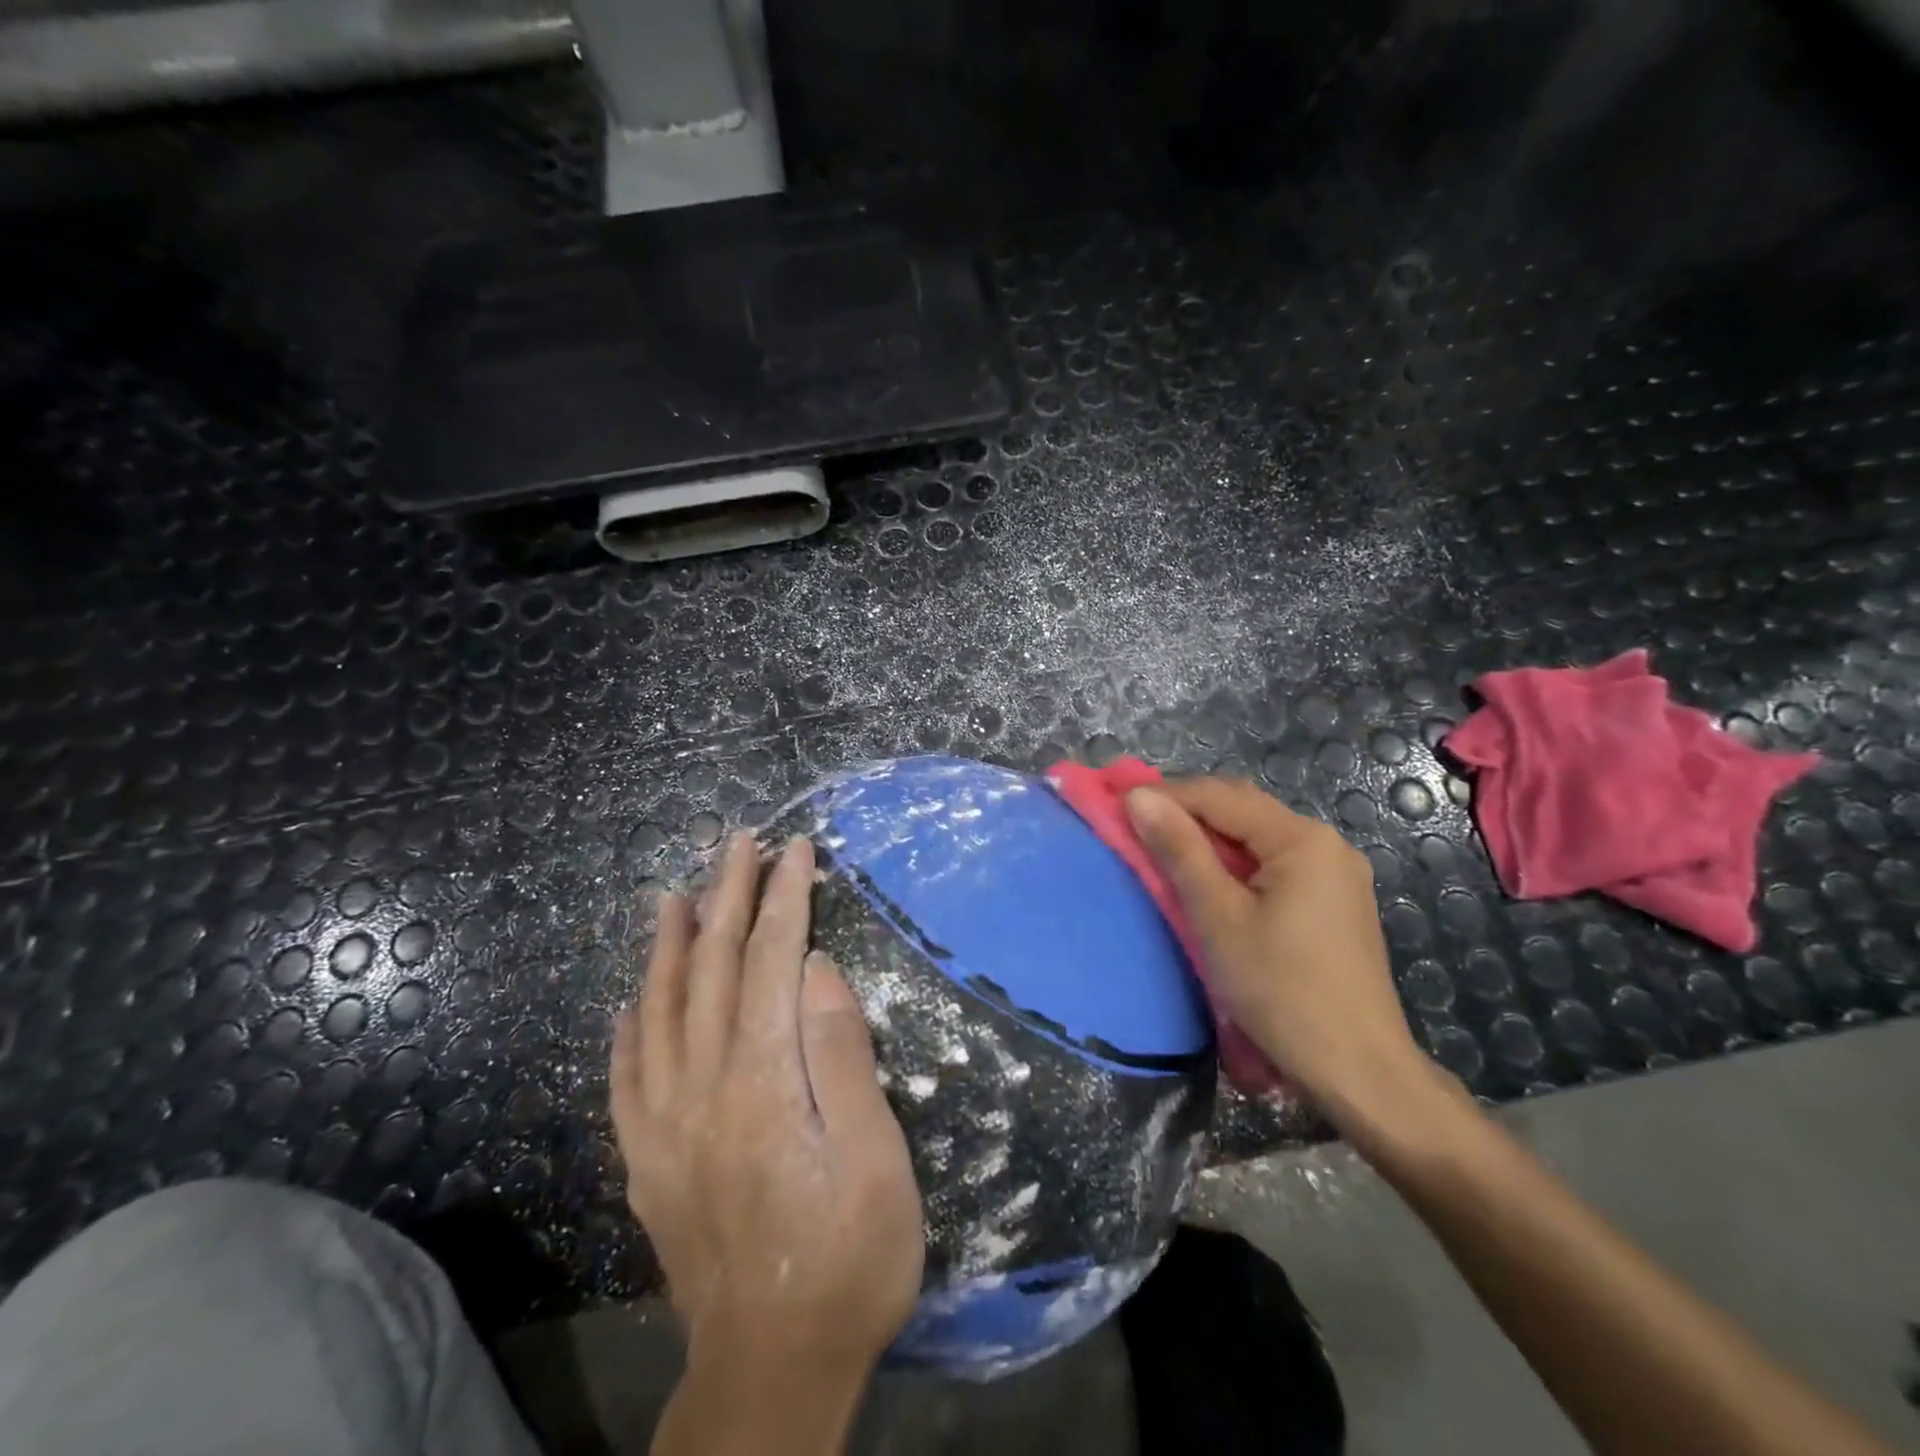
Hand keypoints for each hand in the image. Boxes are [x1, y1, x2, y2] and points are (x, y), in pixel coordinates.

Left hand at [610, 833, 924, 1377]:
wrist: (771, 1373)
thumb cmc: (848, 1259)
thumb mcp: (873, 1159)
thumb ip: (841, 1056)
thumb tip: (815, 970)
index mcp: (761, 1081)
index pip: (770, 961)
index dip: (784, 898)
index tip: (795, 848)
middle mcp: (701, 1088)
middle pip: (711, 968)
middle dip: (726, 896)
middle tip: (736, 842)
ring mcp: (663, 1126)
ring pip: (658, 1010)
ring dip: (668, 945)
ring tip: (671, 895)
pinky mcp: (647, 1161)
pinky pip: (625, 1076)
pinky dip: (627, 1026)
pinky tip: (627, 999)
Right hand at [1125, 778, 1435, 1127]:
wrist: (1359, 1072)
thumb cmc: (1281, 990)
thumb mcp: (1218, 917)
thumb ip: (1179, 850)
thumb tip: (1139, 797)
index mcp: (1302, 839)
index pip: (1221, 796)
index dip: (1166, 796)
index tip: (1117, 804)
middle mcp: (1326, 843)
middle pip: (1243, 811)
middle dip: (1187, 814)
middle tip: (1135, 827)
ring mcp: (1336, 873)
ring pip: (1257, 838)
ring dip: (1209, 840)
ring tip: (1163, 853)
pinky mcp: (1336, 902)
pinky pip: (1275, 864)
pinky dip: (1236, 865)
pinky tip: (1211, 883)